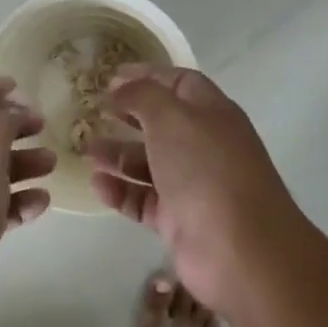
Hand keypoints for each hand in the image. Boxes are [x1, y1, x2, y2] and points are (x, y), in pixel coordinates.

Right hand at [89, 66, 308, 313]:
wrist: (240, 251)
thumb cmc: (205, 169)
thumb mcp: (170, 117)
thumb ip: (141, 95)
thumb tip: (120, 88)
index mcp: (211, 112)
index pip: (179, 82)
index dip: (147, 75)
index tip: (112, 76)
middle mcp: (204, 145)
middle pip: (162, 122)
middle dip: (129, 115)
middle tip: (95, 111)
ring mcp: (192, 184)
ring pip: (149, 162)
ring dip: (117, 154)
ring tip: (87, 151)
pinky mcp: (179, 220)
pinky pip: (143, 199)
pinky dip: (120, 190)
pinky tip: (97, 184)